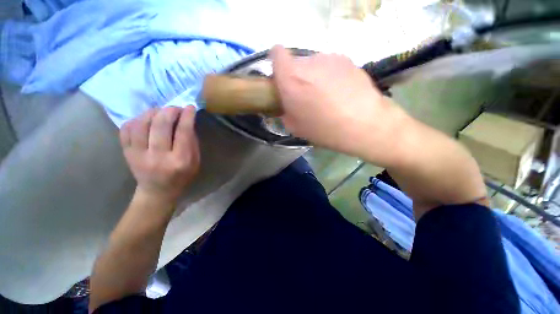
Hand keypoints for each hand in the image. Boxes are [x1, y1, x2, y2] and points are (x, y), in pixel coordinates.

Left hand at [120, 106, 199, 203]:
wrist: (158, 191)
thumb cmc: (182, 176)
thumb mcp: (196, 161)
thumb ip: (192, 142)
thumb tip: (186, 121)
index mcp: (180, 160)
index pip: (183, 132)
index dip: (187, 116)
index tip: (190, 107)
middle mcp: (158, 157)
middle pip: (160, 125)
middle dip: (170, 110)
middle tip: (175, 107)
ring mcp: (138, 155)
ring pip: (141, 124)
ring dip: (152, 112)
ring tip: (160, 111)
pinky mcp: (126, 153)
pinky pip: (126, 129)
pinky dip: (136, 119)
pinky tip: (145, 119)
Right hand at [271, 45, 406, 165]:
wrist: (362, 124)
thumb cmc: (323, 129)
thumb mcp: (295, 128)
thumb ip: (285, 112)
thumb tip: (287, 106)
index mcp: (291, 78)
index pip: (276, 53)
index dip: (277, 64)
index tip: (283, 79)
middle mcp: (308, 62)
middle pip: (296, 63)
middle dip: (297, 77)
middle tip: (306, 96)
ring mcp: (329, 58)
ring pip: (314, 65)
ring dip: (314, 77)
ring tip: (326, 97)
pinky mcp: (347, 59)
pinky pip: (330, 66)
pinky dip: (330, 76)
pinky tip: (340, 93)